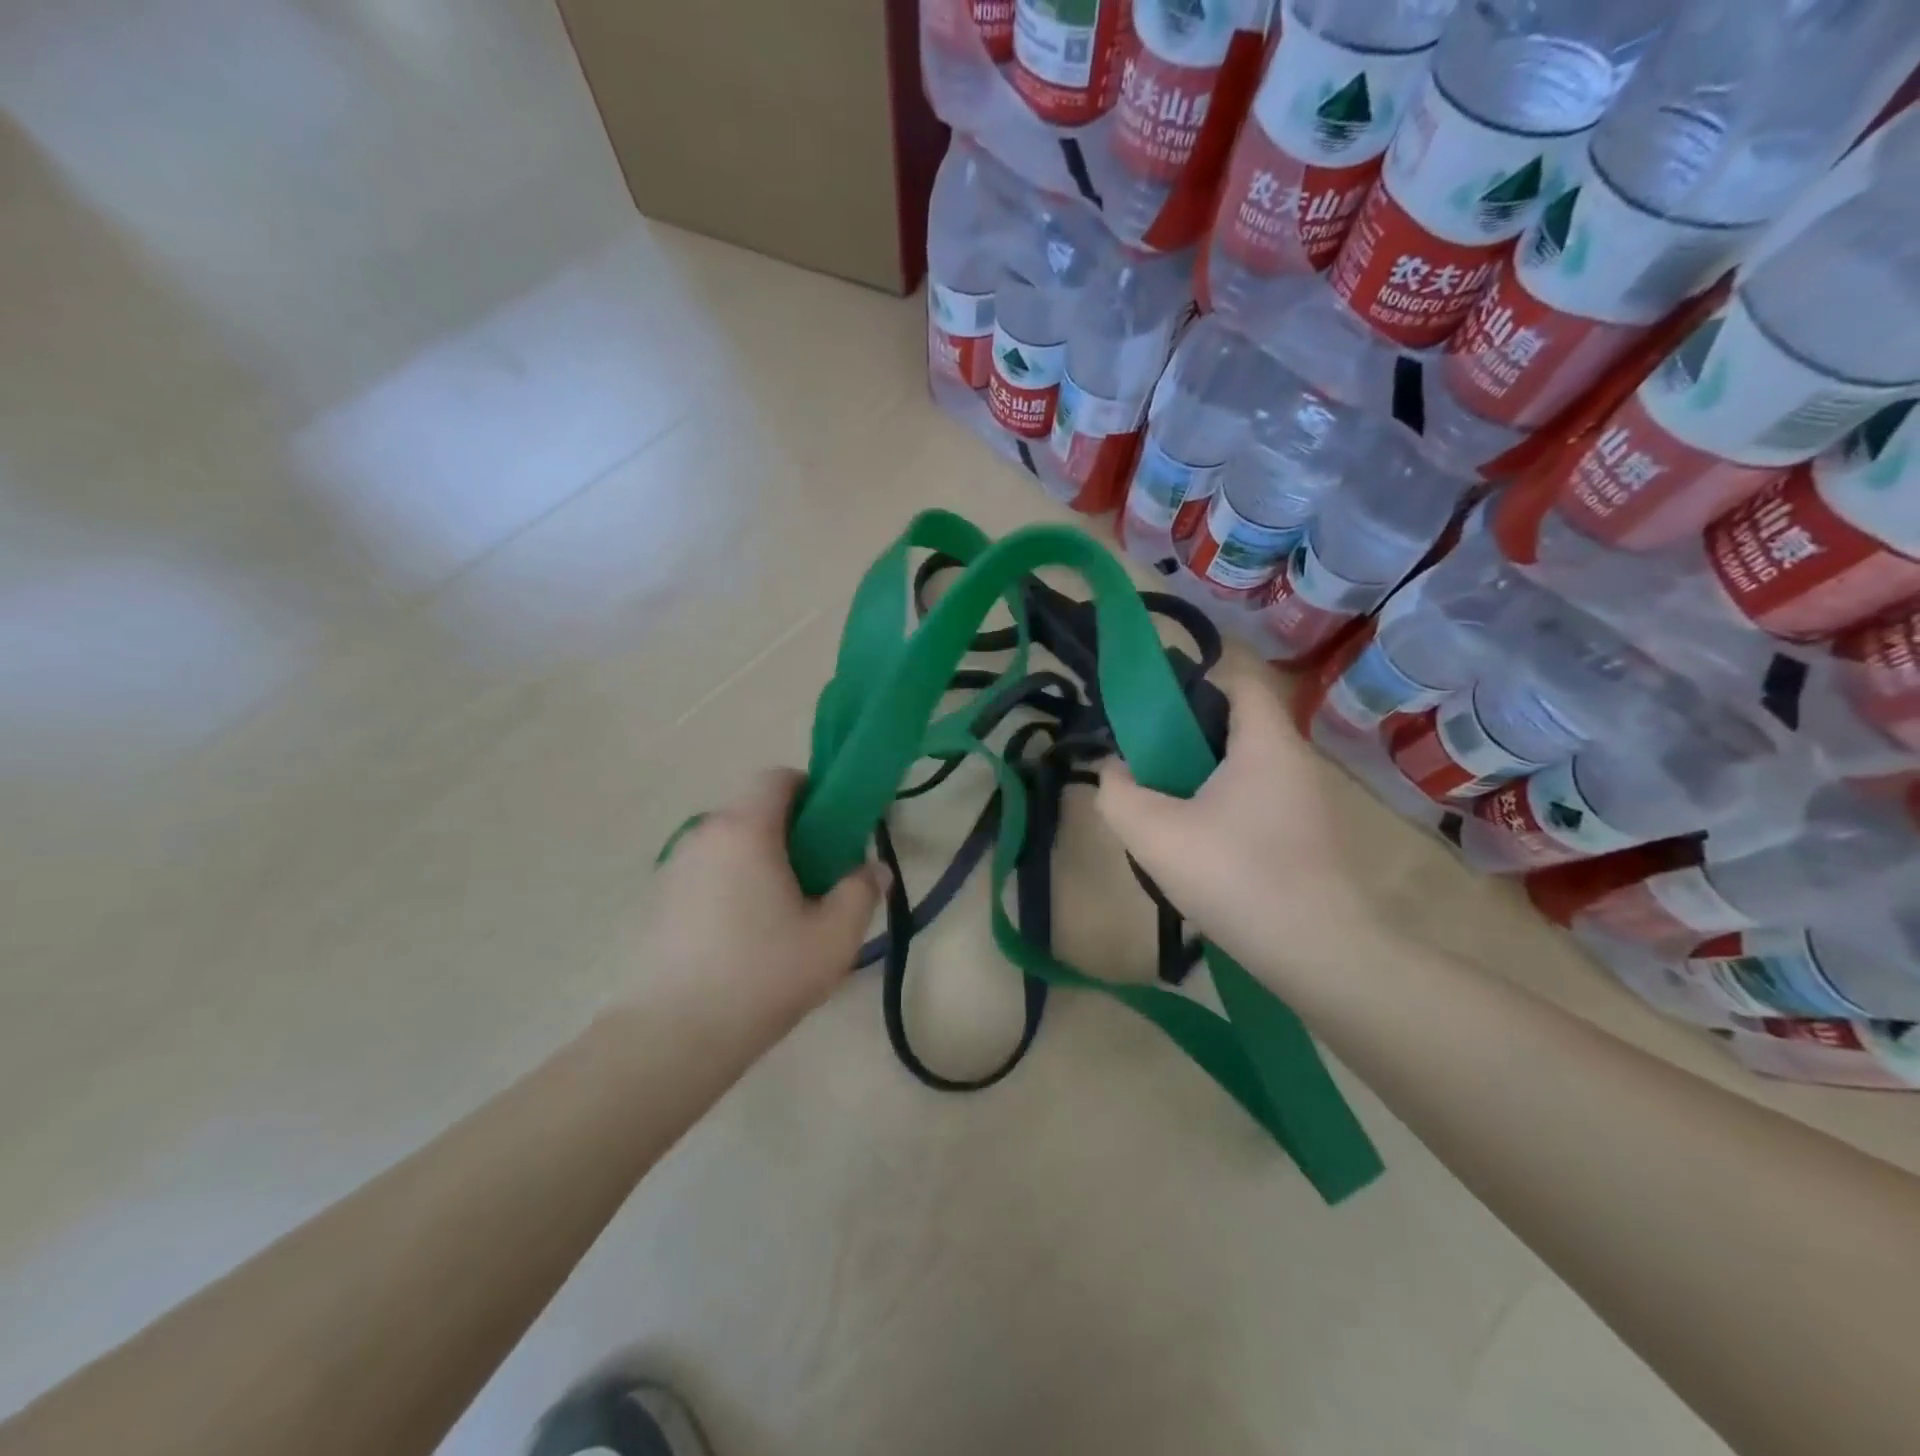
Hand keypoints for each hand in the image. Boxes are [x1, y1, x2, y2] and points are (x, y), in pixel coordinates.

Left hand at [635, 769, 884, 1035]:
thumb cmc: (764, 973)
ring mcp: (674, 867)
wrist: (675, 1035)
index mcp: (746, 829)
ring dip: (758, 861)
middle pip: (754, 810)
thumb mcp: (834, 936)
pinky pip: (706, 873)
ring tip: (779, 913)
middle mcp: (704, 834)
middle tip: (816, 877)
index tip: (832, 829)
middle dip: (789, 832)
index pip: (777, 777)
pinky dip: (730, 885)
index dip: (811, 791)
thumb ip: (862, 892)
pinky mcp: (658, 900)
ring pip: (729, 844)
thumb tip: (874, 869)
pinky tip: (741, 936)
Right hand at [1096, 664, 1368, 976]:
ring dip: (1202, 780)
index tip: (1150, 715)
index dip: (1192, 684)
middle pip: (1236, 726)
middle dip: (1185, 739)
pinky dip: (1225, 810)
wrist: (1318, 953)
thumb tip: (1113, 769)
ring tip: (1165, 811)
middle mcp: (1295, 761)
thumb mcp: (1153, 833)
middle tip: (1147, 768)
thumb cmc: (1235, 875)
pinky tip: (1199, 848)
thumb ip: (1117, 792)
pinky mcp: (1309, 839)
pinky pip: (1257, 803)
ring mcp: (1308, 802)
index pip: (1237, 680)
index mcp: (1265, 742)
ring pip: (1244, 769)